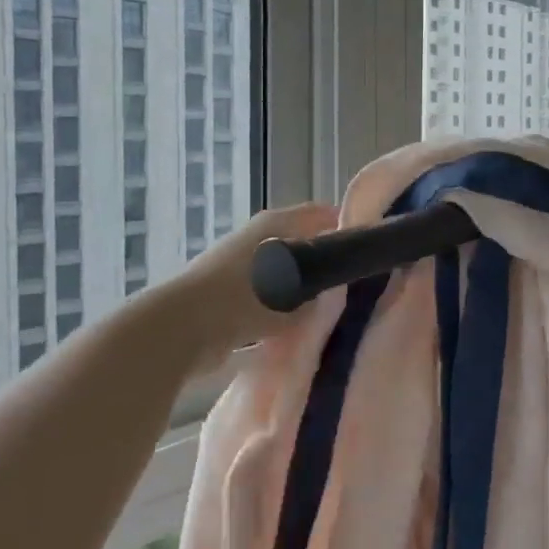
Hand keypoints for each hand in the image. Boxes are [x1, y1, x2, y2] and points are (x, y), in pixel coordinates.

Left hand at [164, 203, 340, 358]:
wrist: (179, 328)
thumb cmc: (241, 299)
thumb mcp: (294, 295)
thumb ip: (321, 292)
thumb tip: (335, 293)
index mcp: (276, 224)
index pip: (323, 215)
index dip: (348, 229)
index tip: (369, 252)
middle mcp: (258, 237)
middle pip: (304, 244)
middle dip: (326, 264)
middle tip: (353, 289)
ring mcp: (239, 264)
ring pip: (285, 273)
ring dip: (301, 292)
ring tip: (328, 315)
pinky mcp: (226, 293)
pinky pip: (265, 298)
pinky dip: (278, 311)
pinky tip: (294, 333)